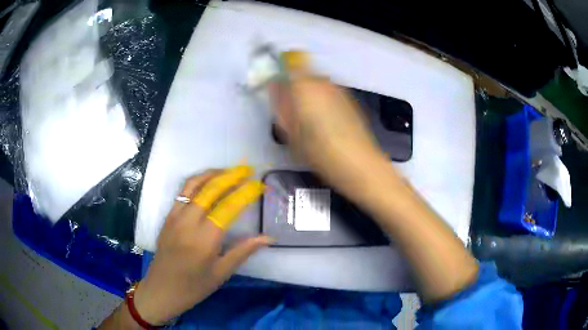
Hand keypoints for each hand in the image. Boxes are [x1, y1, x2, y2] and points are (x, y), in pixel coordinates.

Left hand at [132, 168, 270, 324]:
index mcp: (205, 239)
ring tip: (229, 170)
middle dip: (231, 176)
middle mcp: (189, 222)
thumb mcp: (221, 273)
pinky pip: (182, 192)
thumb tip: (268, 238)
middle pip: (211, 189)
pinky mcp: (168, 216)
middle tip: (247, 169)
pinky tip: (207, 182)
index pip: (229, 207)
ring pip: (194, 185)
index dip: (246, 193)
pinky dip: (197, 181)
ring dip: (213, 174)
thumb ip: (243, 251)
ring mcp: (175, 216)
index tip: (259, 185)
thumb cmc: (194, 287)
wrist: (161, 290)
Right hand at [270, 51, 387, 197]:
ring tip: (311, 119)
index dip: (282, 71)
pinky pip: (331, 93)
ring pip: (319, 84)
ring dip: (311, 94)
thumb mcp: (290, 132)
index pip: (290, 64)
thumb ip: (280, 105)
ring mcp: (340, 90)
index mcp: (305, 86)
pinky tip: (327, 122)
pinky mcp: (351, 100)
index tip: (278, 87)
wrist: (358, 163)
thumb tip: (274, 87)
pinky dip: (325, 100)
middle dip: (296, 86)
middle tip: (293, 109)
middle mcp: (323, 82)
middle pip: (305, 74)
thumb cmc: (318, 151)